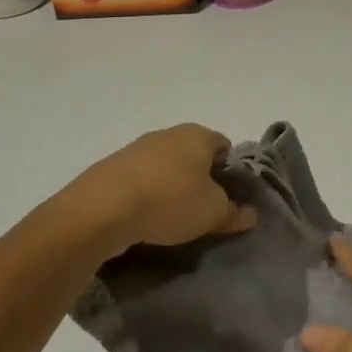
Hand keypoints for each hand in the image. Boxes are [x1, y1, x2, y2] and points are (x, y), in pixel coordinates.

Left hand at [55, 124, 255, 256]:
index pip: (224, 146)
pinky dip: (145, 194)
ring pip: (164, 167)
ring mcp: (136, 148)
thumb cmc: (170, 201)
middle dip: (199, 179)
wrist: (101, 210)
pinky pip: (139, 179)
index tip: (227, 197)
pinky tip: (142, 218)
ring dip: (169, 187)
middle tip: (201, 209)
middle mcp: (168, 134)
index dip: (230, 171)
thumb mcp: (212, 213)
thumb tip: (251, 214)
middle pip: (193, 155)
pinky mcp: (111, 167)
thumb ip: (234, 212)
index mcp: (198, 135)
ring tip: (169, 218)